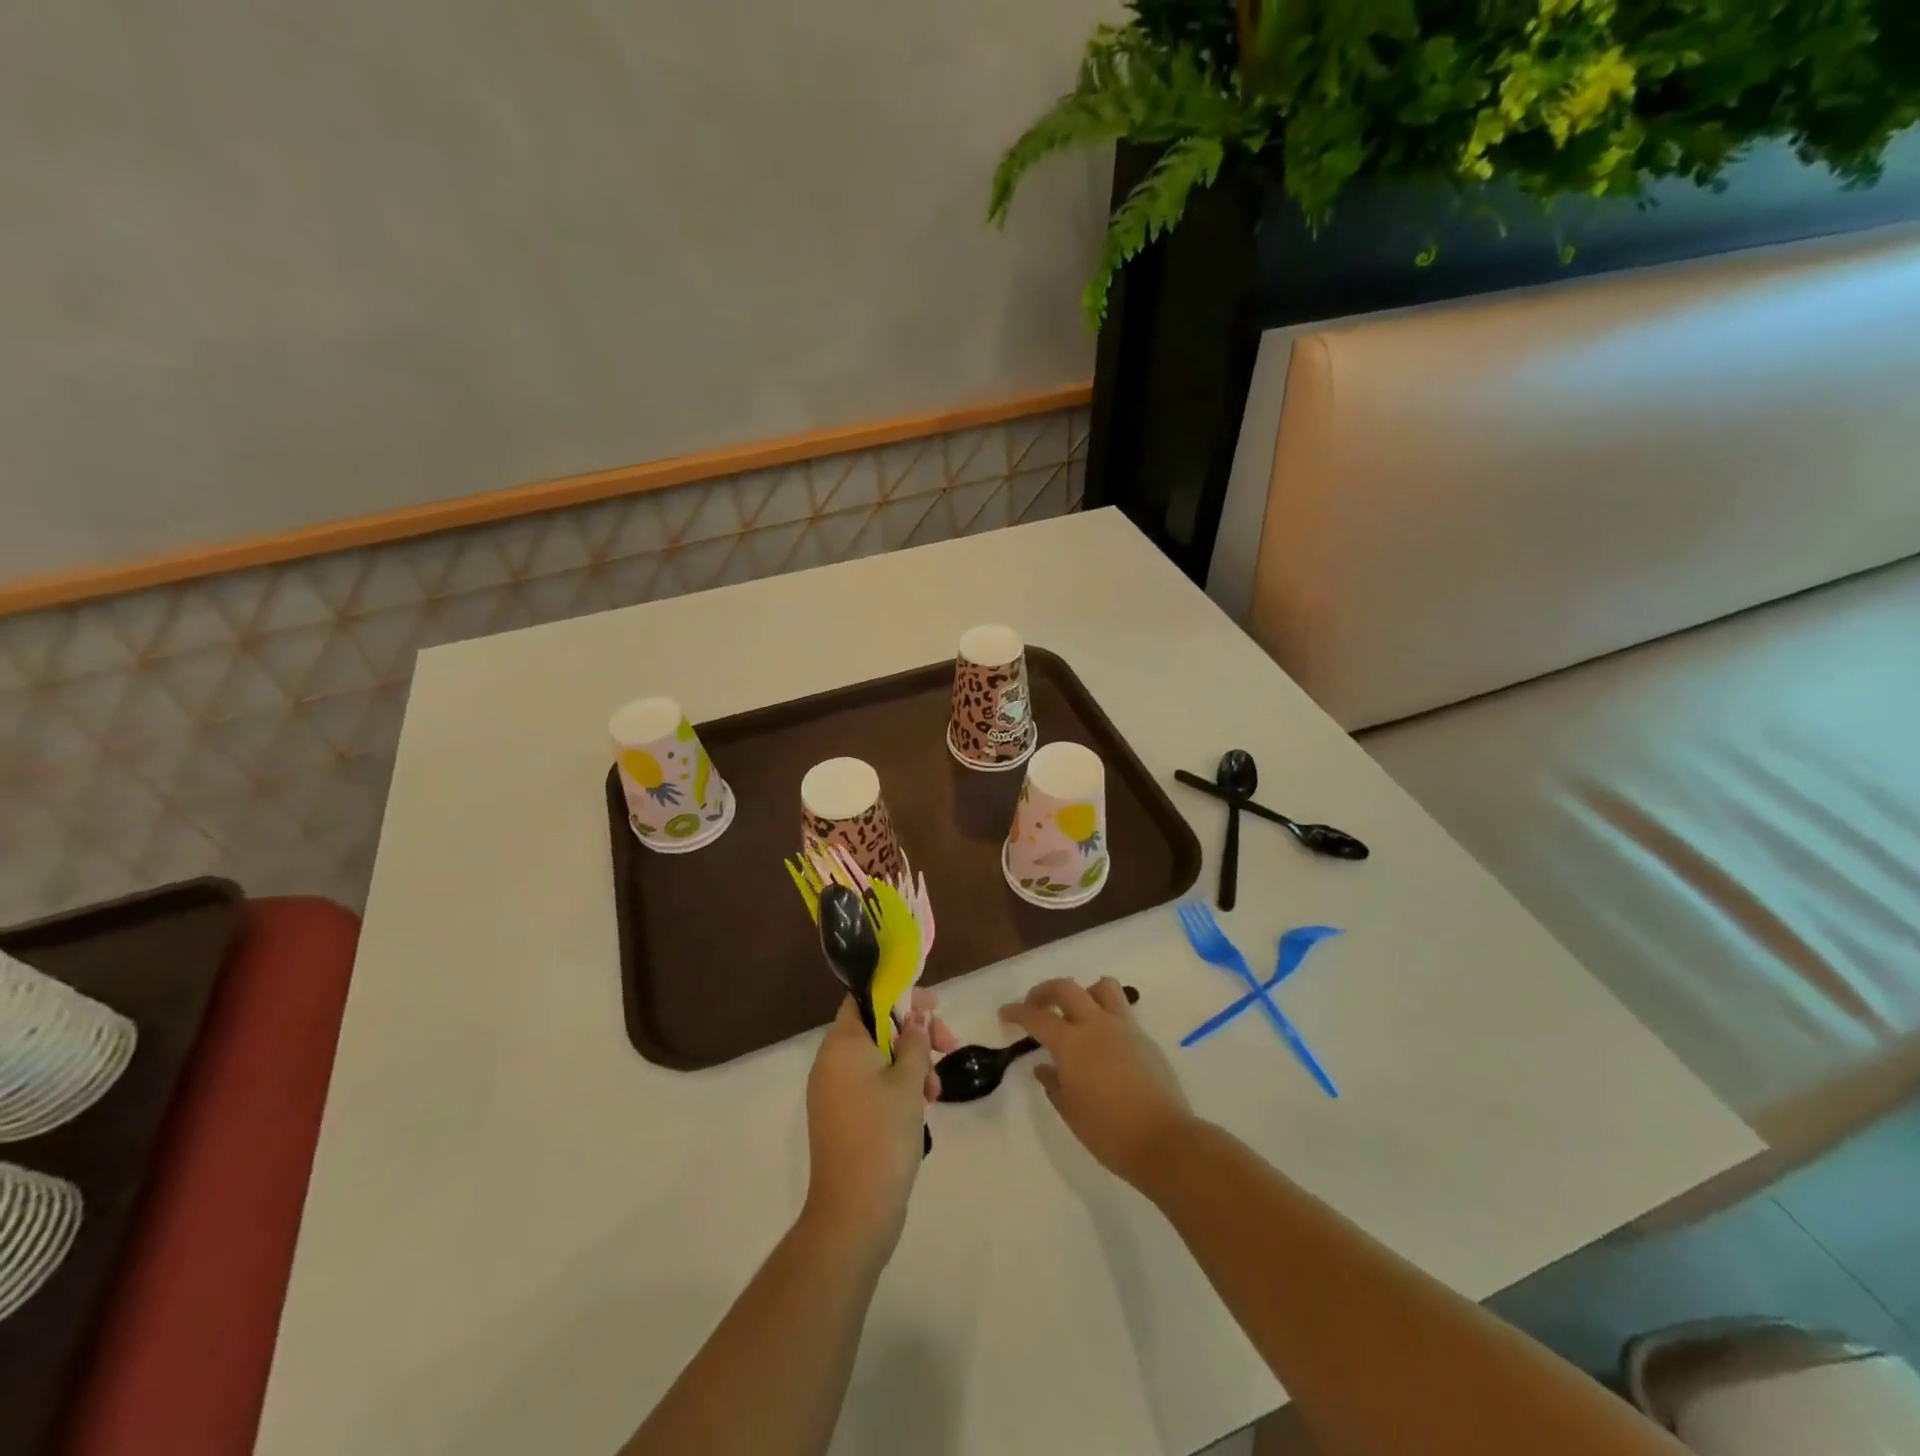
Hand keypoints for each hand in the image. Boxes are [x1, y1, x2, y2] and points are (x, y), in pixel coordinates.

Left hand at [803, 989, 955, 1257]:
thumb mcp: (908, 1081)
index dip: (900, 995)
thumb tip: (915, 1017)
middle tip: (948, 1046)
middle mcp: (831, 1062)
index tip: (933, 1006)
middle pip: (876, 1027)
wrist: (854, 1213)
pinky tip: (922, 1108)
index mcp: (841, 1044)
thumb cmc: (882, 1135)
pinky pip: (872, 1085)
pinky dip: (898, 1087)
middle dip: (915, 1034)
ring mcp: (834, 1092)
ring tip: (936, 1092)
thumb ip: (915, 1041)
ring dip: (912, 1065)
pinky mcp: (842, 1118)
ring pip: (878, 1058)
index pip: (865, 998)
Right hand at [1000, 977, 1191, 1185]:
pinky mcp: (1145, 1038)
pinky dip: (1105, 1015)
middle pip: (1067, 988)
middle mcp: (1096, 1025)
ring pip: (1102, 988)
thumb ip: (1054, 1083)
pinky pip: (1121, 1012)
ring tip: (1077, 1012)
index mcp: (1072, 1044)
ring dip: (1084, 992)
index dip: (1017, 1012)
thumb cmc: (1109, 1132)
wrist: (1164, 1141)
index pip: (1037, 1017)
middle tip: (1035, 1003)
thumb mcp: (1071, 1112)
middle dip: (1045, 990)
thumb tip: (1044, 1066)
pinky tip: (1102, 1041)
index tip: (1005, 1013)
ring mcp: (1124, 1028)